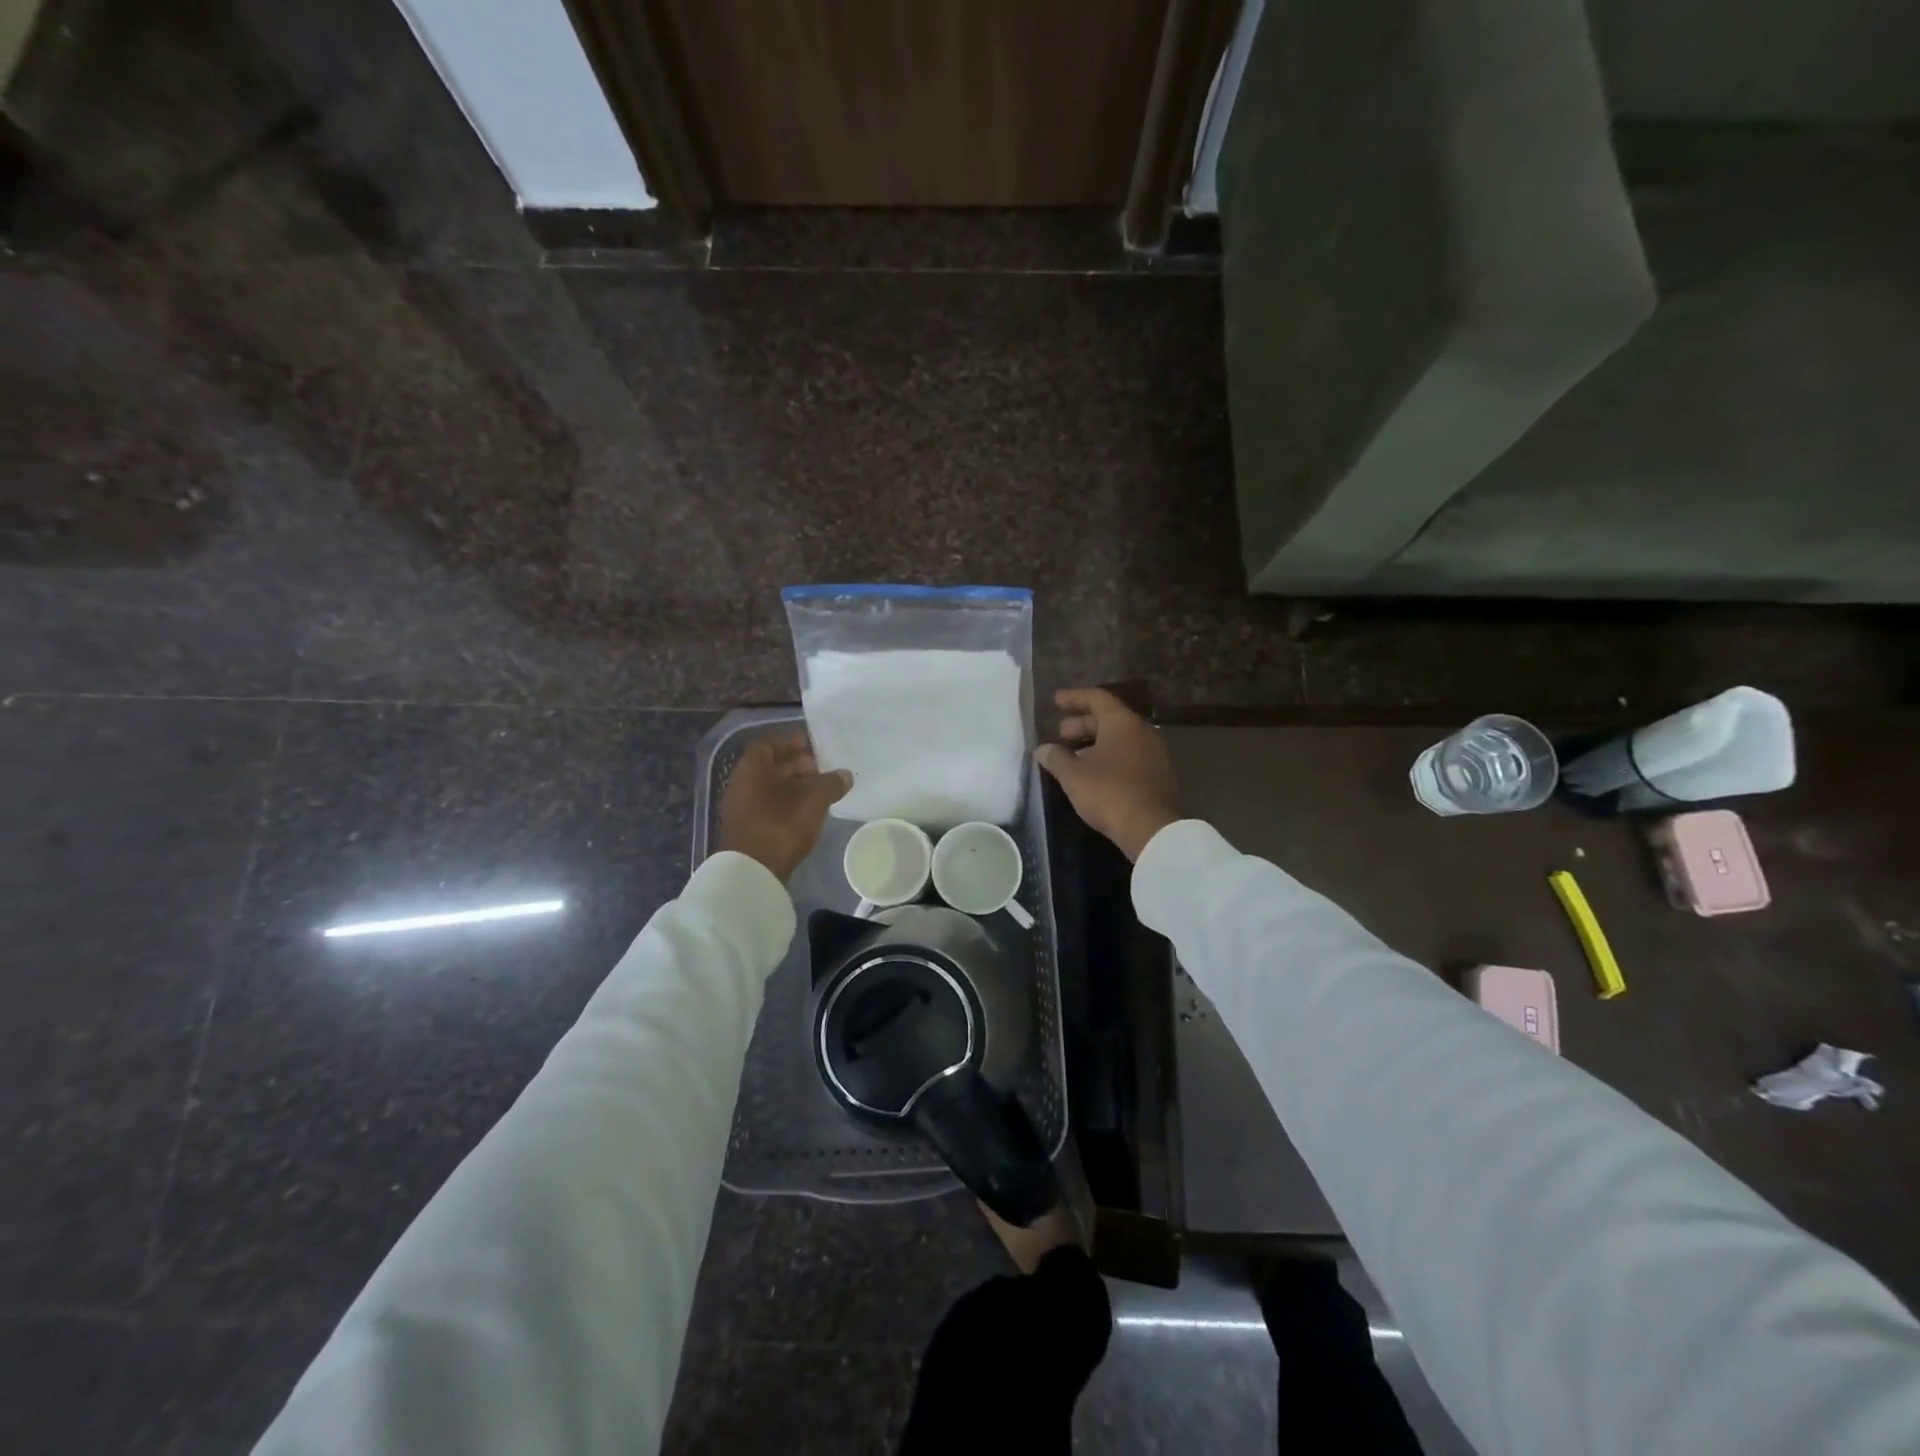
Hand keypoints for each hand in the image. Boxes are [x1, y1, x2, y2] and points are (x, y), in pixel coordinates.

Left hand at [718, 734, 852, 882]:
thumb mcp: (813, 800)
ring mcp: (743, 810)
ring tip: (821, 790)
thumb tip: (845, 775)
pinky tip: (809, 811)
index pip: (767, 745)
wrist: (753, 872)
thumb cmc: (780, 825)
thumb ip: (830, 784)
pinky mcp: (750, 831)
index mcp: (751, 770)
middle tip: (821, 767)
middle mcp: (742, 785)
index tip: (810, 744)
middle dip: (796, 765)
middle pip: (770, 767)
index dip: (789, 743)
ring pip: (771, 789)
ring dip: (795, 786)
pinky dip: (790, 804)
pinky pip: (771, 807)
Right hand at [1034, 688, 1179, 862]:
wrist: (1150, 828)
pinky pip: (1128, 756)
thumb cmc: (1108, 792)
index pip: (1097, 698)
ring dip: (1094, 742)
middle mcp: (1141, 732)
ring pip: (1119, 739)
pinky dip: (1108, 757)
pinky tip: (1092, 774)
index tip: (1056, 701)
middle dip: (1082, 723)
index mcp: (1122, 723)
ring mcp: (1153, 754)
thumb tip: (1043, 749)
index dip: (1074, 697)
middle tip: (1060, 733)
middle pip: (1109, 718)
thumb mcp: (1073, 775)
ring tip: (1072, 755)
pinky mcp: (1157, 775)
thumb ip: (1056, 758)